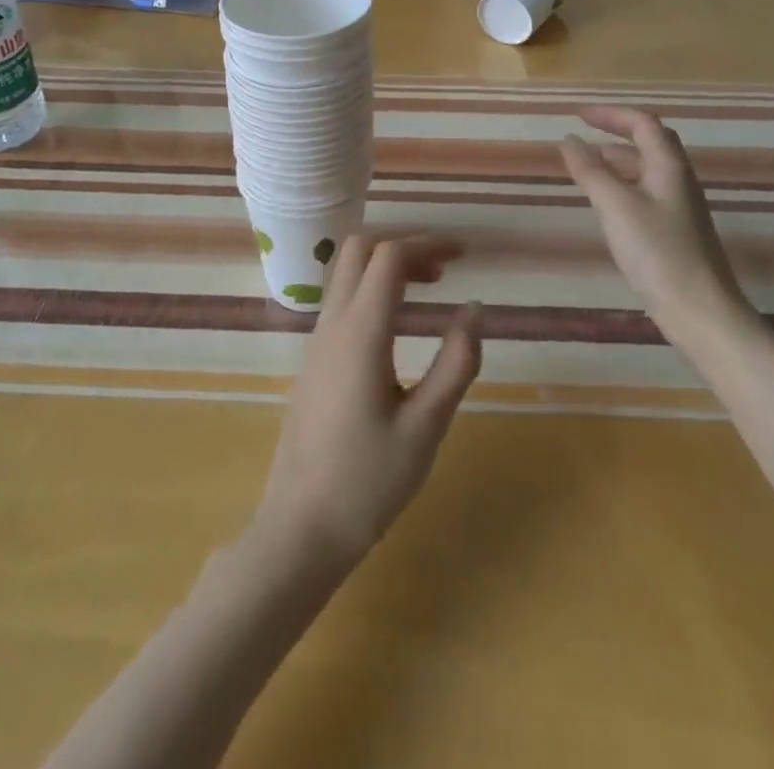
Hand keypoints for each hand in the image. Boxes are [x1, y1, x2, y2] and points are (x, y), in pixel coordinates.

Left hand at [252, 238, 482, 575]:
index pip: (389, 257)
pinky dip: (372, 288)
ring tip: (428, 288)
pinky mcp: (313, 360)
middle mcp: (333, 325)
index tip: (463, 254)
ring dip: (386, 265)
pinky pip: (341, 300)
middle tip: (442, 269)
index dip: (427, 244)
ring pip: (346, 273)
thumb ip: (455, 364)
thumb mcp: (426, 427)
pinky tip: (398, 324)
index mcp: (361, 334)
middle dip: (403, 245)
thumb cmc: (368, 483)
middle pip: (359, 249)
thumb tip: (474, 310)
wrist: (299, 529)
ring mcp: (317, 341)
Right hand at [559, 106, 746, 332]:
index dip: (611, 114)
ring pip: (649, 169)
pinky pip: (648, 192)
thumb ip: (591, 171)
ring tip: (589, 165)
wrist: (700, 311)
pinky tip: (608, 203)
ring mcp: (681, 207)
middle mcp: (679, 180)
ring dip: (620, 159)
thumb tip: (569, 140)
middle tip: (587, 133)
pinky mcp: (677, 232)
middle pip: (651, 142)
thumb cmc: (657, 252)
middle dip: (618, 132)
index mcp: (669, 167)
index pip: (643, 124)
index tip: (578, 115)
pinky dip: (624, 185)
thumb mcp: (616, 206)